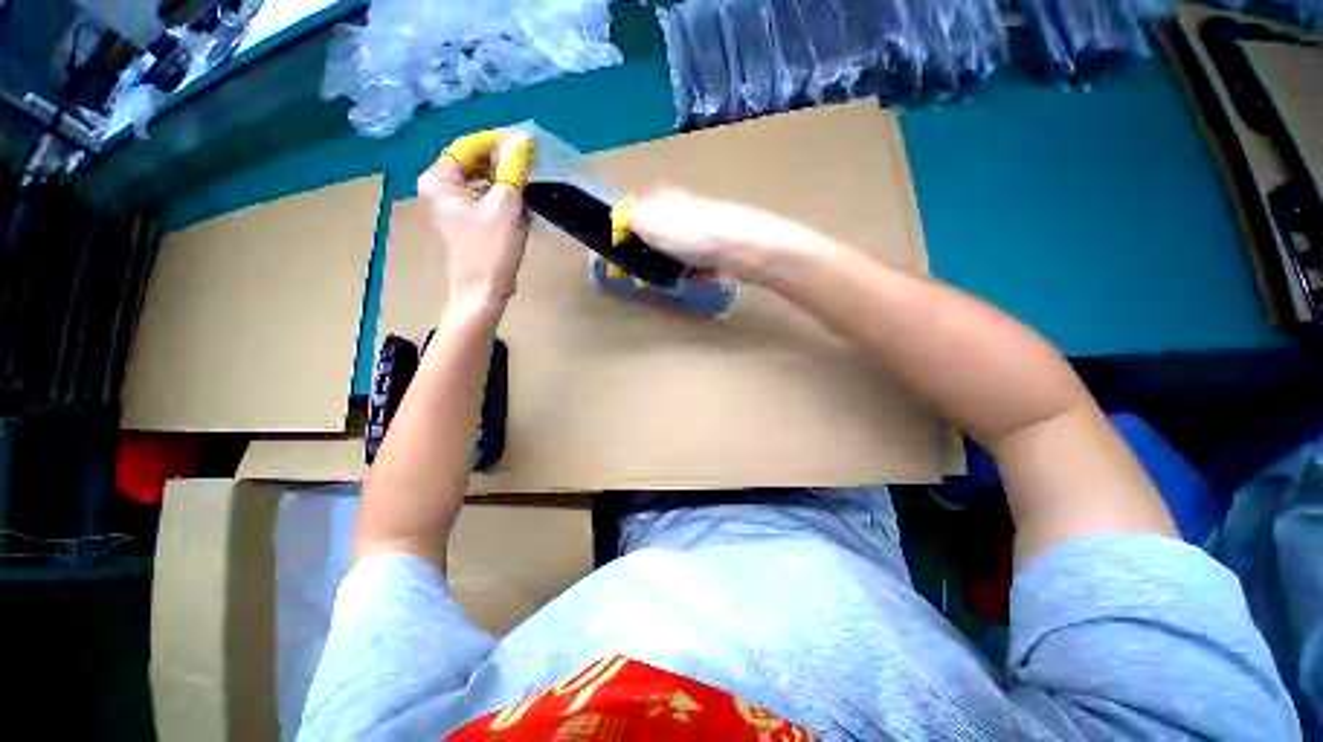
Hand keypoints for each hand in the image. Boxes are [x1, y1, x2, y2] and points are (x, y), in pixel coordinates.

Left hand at [418, 131, 532, 318]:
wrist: (484, 291)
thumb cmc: (490, 249)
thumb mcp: (505, 205)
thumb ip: (513, 170)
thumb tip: (523, 139)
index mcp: (439, 179)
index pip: (469, 145)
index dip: (498, 141)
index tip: (526, 142)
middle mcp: (441, 188)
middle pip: (474, 161)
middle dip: (503, 161)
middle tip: (531, 162)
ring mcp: (454, 205)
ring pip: (482, 180)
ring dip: (506, 179)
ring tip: (530, 180)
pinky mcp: (468, 220)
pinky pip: (486, 197)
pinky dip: (503, 196)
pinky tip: (522, 201)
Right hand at [628, 187, 835, 283]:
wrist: (737, 247)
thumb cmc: (688, 234)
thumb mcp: (647, 222)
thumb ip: (628, 221)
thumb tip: (618, 223)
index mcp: (663, 198)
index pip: (637, 212)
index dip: (627, 233)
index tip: (623, 256)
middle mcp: (683, 209)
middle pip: (659, 233)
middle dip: (650, 253)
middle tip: (644, 272)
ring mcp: (704, 229)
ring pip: (678, 250)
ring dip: (671, 265)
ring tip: (667, 278)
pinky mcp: (718, 249)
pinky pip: (698, 264)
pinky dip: (693, 273)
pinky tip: (691, 280)